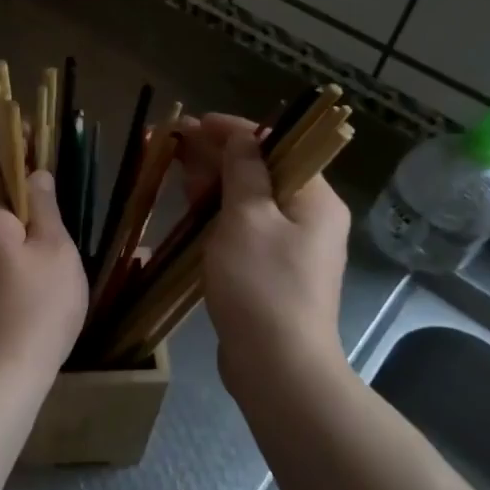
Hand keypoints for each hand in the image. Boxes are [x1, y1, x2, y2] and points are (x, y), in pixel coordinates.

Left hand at [0, 152, 87, 373]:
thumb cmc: (34, 306)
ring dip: (23, 217)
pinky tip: (43, 258)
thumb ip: (45, 205)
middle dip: (25, 184)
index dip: (21, 148)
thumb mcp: (54, 249)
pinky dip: (16, 243)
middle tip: (63, 186)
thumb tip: (36, 175)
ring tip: (60, 221)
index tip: (48, 143)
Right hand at [174, 113, 349, 386]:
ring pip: (250, 200)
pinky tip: (192, 208)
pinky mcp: (273, 270)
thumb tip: (243, 137)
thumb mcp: (247, 218)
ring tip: (177, 169)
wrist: (278, 367)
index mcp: (314, 198)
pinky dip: (219, 213)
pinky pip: (245, 227)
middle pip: (262, 170)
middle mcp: (310, 217)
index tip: (193, 123)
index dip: (232, 130)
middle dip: (219, 154)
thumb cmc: (261, 285)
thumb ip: (244, 171)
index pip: (275, 145)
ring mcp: (292, 246)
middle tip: (175, 143)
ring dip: (216, 182)